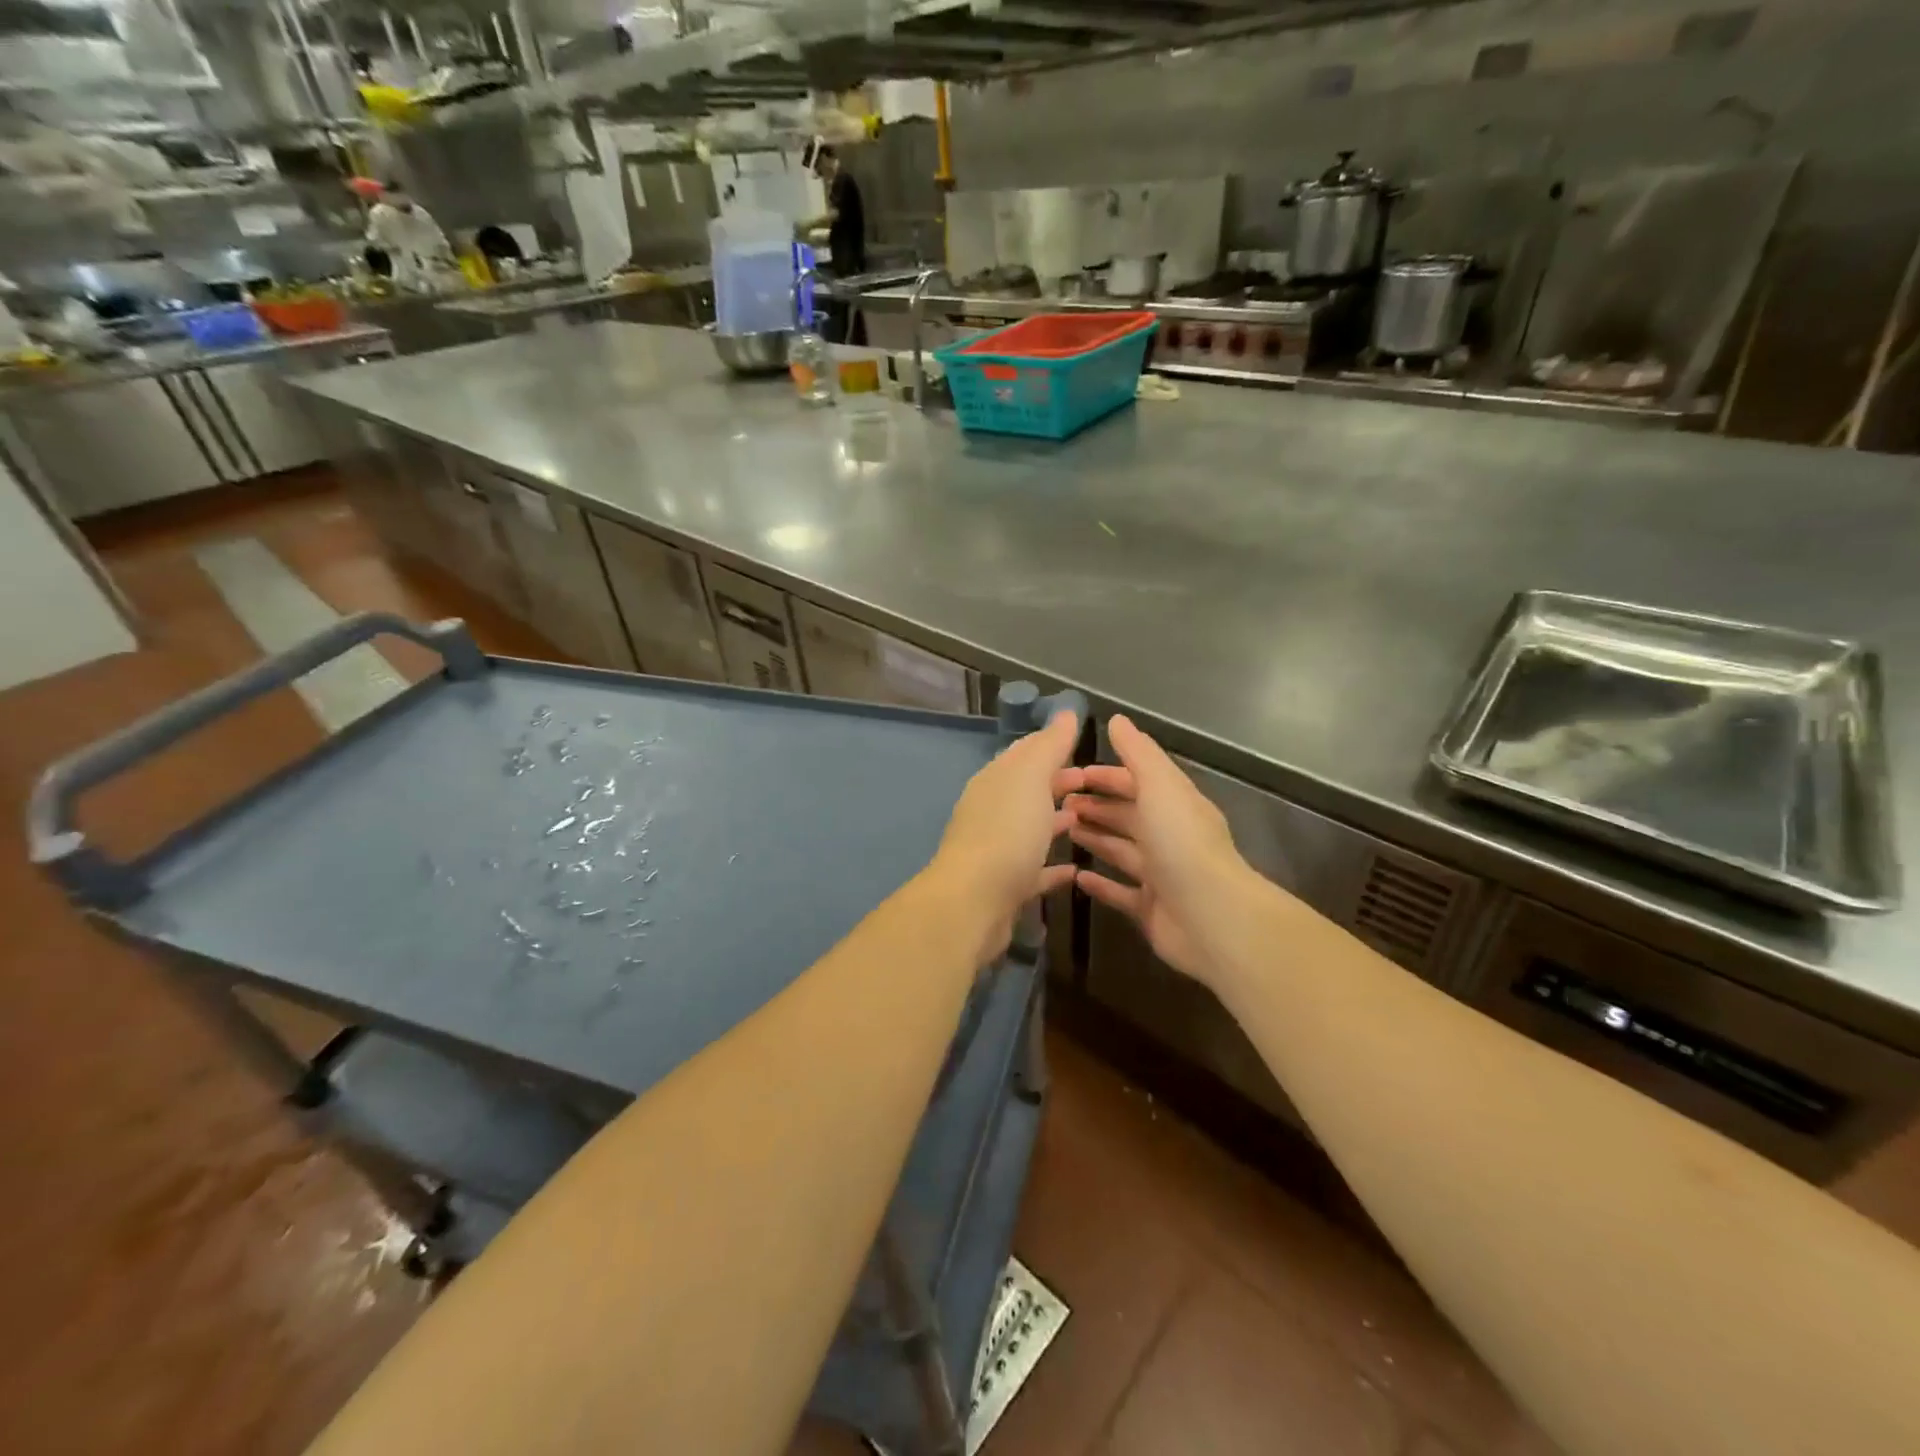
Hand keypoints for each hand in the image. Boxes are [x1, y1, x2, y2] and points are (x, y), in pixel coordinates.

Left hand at [929, 710, 1082, 960]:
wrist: (974, 902)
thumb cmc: (1007, 832)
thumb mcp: (1030, 778)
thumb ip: (1049, 746)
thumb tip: (1064, 712)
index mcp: (995, 781)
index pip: (1024, 753)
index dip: (1052, 745)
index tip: (1083, 744)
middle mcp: (992, 811)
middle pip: (1028, 790)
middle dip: (1058, 783)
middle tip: (1095, 783)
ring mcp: (997, 849)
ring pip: (1031, 828)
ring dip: (1056, 821)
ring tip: (1089, 819)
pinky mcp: (1006, 886)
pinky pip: (1035, 870)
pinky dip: (1054, 867)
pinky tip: (1076, 870)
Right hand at [1067, 715, 1262, 989]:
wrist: (1211, 916)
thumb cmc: (1181, 843)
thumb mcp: (1159, 785)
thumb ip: (1138, 753)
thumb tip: (1118, 720)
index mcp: (1175, 804)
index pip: (1138, 781)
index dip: (1106, 775)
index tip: (1071, 774)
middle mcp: (1170, 836)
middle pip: (1128, 815)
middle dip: (1096, 806)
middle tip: (1057, 805)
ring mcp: (1162, 874)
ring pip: (1122, 850)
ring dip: (1095, 838)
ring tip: (1061, 831)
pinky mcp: (1152, 909)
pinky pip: (1121, 892)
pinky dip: (1100, 883)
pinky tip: (1075, 876)